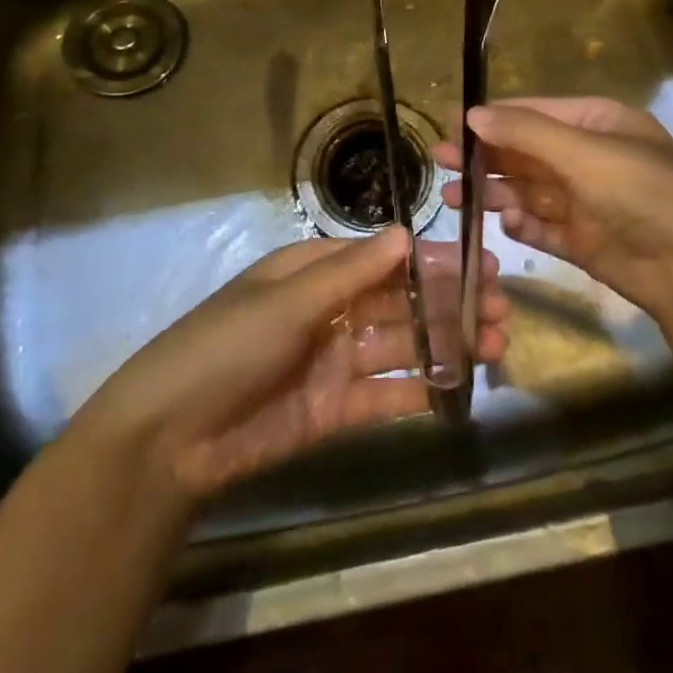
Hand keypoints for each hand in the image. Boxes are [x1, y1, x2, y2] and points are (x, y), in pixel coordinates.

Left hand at [82, 230, 509, 504]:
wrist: (169, 439)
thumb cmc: (226, 346)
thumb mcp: (286, 301)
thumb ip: (351, 272)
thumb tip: (406, 233)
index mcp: (314, 273)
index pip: (385, 261)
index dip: (433, 262)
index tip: (482, 264)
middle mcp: (330, 312)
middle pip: (402, 304)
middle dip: (451, 304)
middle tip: (502, 309)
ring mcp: (335, 362)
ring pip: (403, 347)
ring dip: (447, 344)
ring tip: (495, 342)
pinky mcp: (335, 410)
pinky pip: (387, 394)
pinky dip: (422, 390)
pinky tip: (460, 386)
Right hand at [434, 97, 672, 341]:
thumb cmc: (644, 192)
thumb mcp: (585, 153)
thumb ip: (526, 133)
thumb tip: (472, 113)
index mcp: (597, 124)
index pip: (533, 113)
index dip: (492, 118)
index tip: (449, 126)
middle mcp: (589, 159)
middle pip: (525, 153)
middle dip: (485, 158)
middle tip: (441, 163)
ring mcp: (586, 202)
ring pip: (528, 192)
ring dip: (494, 193)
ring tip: (455, 199)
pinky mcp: (583, 241)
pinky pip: (542, 228)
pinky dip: (522, 226)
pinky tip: (505, 224)